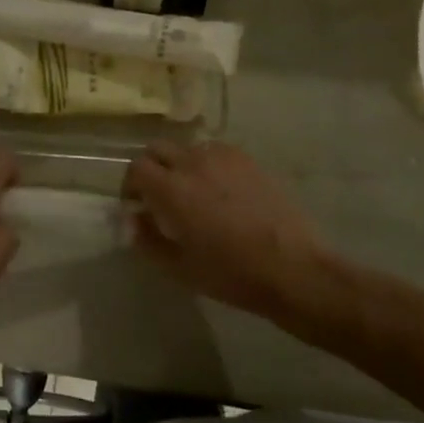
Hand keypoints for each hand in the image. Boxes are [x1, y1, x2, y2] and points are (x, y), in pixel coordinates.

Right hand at [124, 140, 332, 316]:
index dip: (130, 185)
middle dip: (151, 169)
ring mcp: (223, 157)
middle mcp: (193, 163)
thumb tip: (133, 220)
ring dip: (179, 165)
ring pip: (187, 149)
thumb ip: (147, 240)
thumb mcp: (179, 267)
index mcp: (171, 189)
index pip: (136, 168)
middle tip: (157, 196)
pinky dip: (207, 165)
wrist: (293, 268)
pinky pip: (215, 152)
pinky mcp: (248, 161)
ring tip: (191, 193)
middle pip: (157, 149)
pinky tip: (220, 191)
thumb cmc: (231, 273)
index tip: (136, 205)